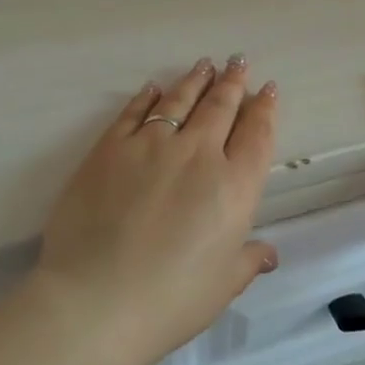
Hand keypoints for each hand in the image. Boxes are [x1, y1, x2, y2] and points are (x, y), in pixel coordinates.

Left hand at [32, 55, 279, 364]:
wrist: (96, 302)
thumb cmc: (171, 300)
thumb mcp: (223, 285)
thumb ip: (247, 260)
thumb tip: (268, 254)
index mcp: (235, 186)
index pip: (257, 135)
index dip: (265, 109)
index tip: (268, 89)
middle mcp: (198, 154)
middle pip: (221, 107)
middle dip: (233, 82)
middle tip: (238, 62)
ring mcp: (151, 146)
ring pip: (180, 101)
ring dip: (195, 81)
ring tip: (204, 65)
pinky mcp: (109, 149)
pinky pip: (133, 113)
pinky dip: (147, 97)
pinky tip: (154, 88)